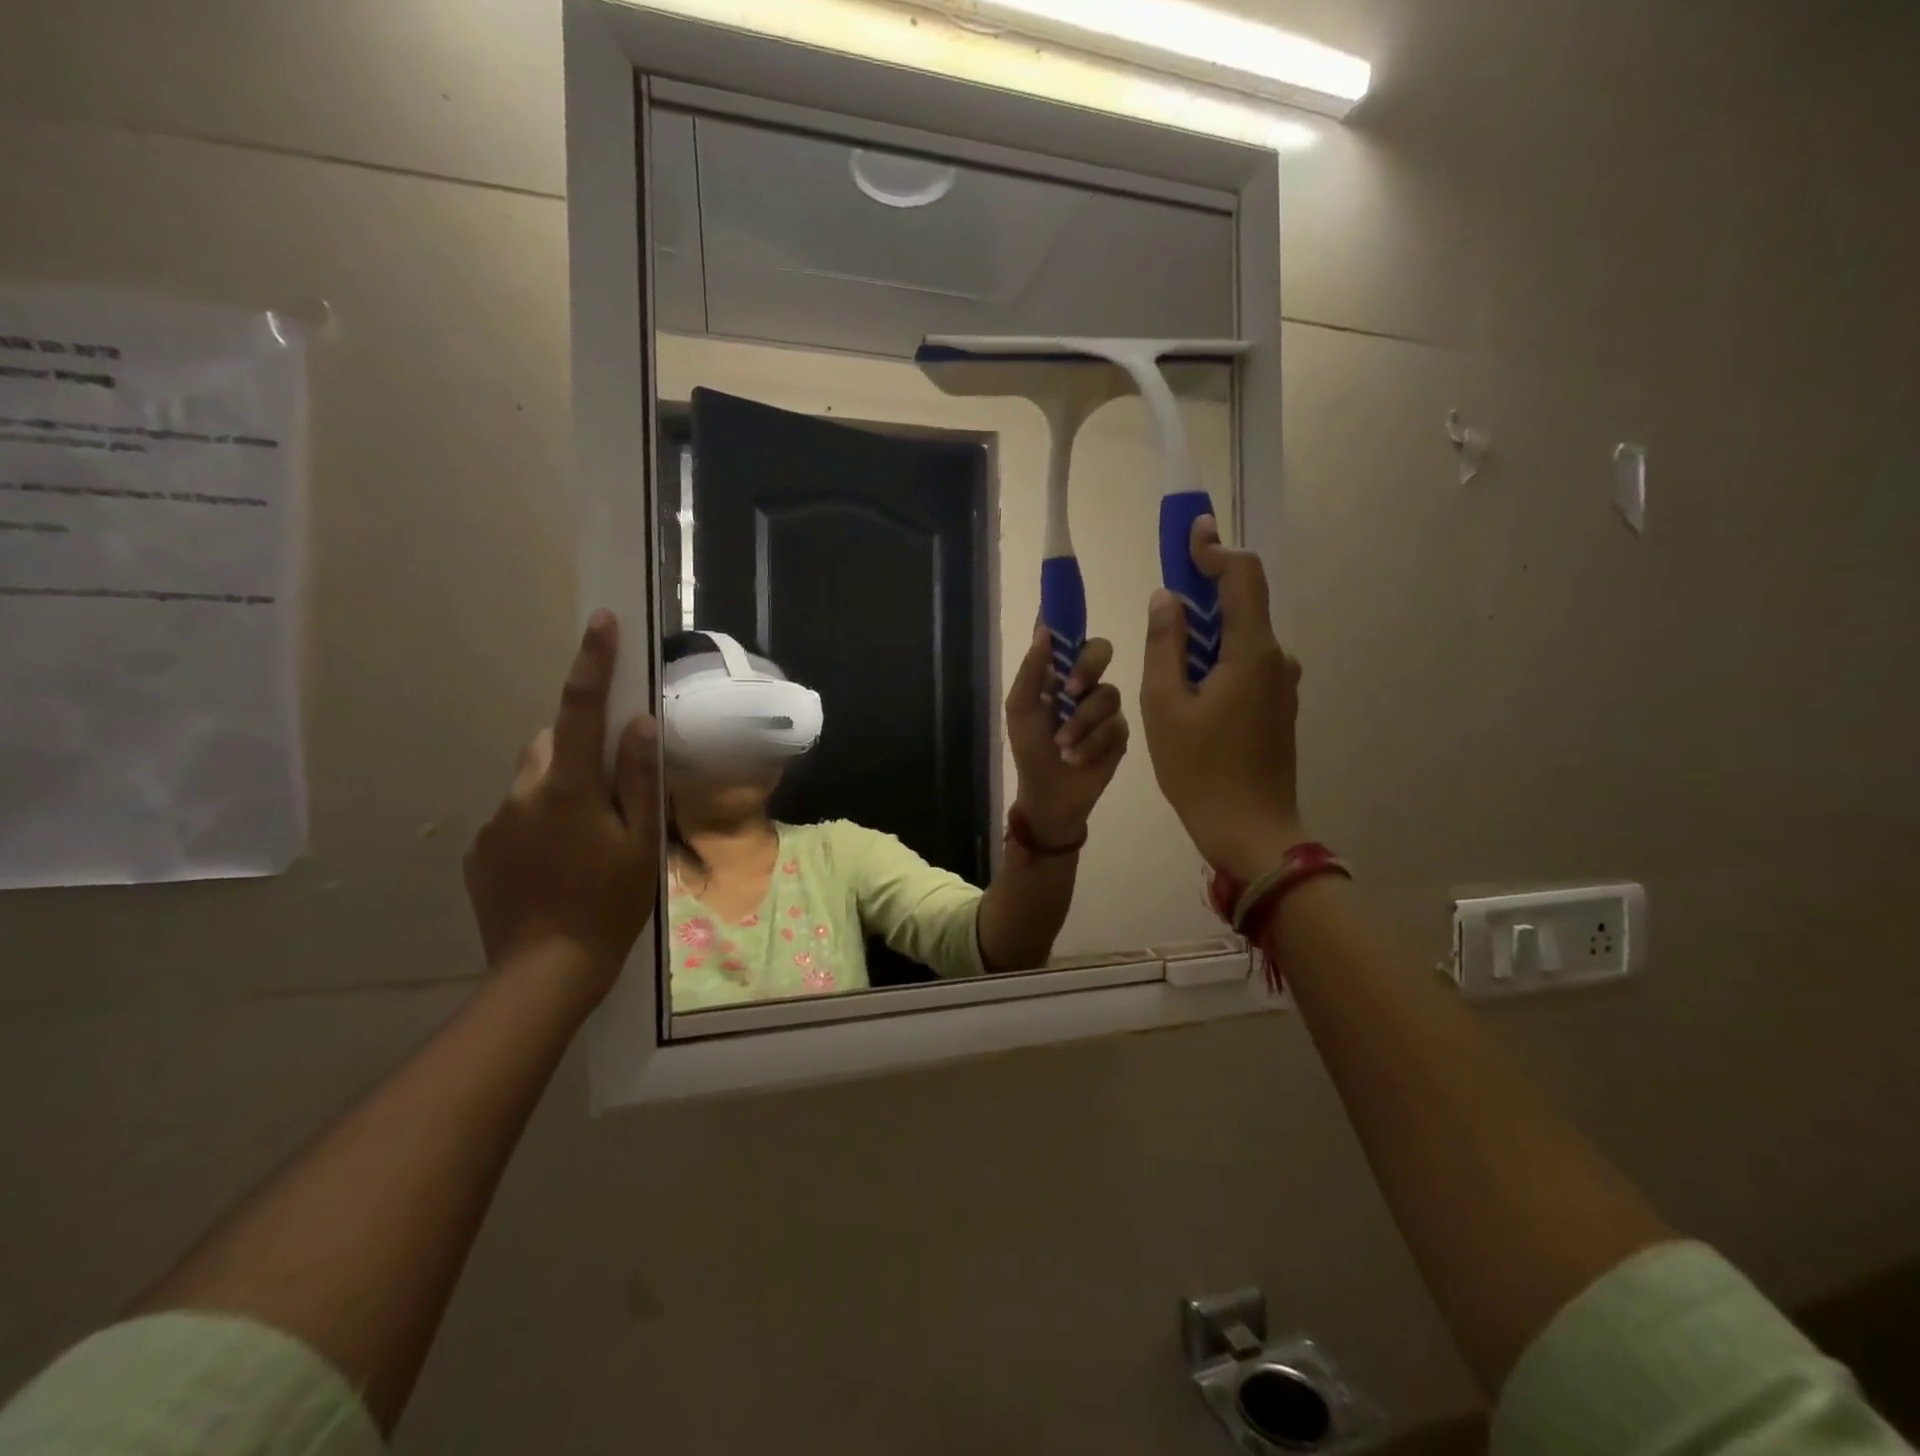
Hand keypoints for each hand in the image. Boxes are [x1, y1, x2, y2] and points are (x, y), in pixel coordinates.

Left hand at [464, 611, 660, 1000]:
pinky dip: (539, 822)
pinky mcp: (480, 850)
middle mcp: (522, 793)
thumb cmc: (609, 904)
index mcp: (568, 788)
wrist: (543, 972)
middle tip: (610, 795)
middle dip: (578, 749)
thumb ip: (638, 778)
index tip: (601, 620)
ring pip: (533, 781)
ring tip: (585, 841)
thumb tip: (640, 722)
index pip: (581, 709)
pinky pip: (515, 815)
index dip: (592, 662)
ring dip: (560, 791)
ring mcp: (494, 822)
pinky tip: (556, 865)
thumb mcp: (640, 842)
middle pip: (551, 744)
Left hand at [1006, 623, 1128, 845]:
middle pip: (1100, 650)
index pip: (1065, 636)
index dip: (1067, 615)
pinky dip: (1093, 743)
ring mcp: (1105, 707)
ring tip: (1063, 747)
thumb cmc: (1030, 750)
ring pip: (1107, 694)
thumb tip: (1044, 630)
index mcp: (1057, 673)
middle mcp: (1084, 683)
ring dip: (1081, 723)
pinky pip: (1116, 725)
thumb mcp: (1020, 709)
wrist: (1050, 795)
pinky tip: (1078, 759)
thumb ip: (1031, 670)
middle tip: (1072, 690)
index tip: (1068, 591)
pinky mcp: (1121, 732)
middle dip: (1087, 666)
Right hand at [1140, 517, 1305, 881]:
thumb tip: (1166, 599)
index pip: (1242, 576)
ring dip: (1206, 632)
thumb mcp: (1165, 706)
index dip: (1215, 549)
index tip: (1189, 533)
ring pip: (1241, 639)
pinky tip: (1188, 687)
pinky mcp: (1277, 708)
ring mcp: (1281, 685)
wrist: (1251, 832)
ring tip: (1166, 655)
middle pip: (1242, 604)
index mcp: (1252, 652)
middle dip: (1203, 591)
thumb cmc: (1200, 770)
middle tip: (1163, 598)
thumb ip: (1165, 645)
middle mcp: (1276, 659)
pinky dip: (1216, 659)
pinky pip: (1245, 665)